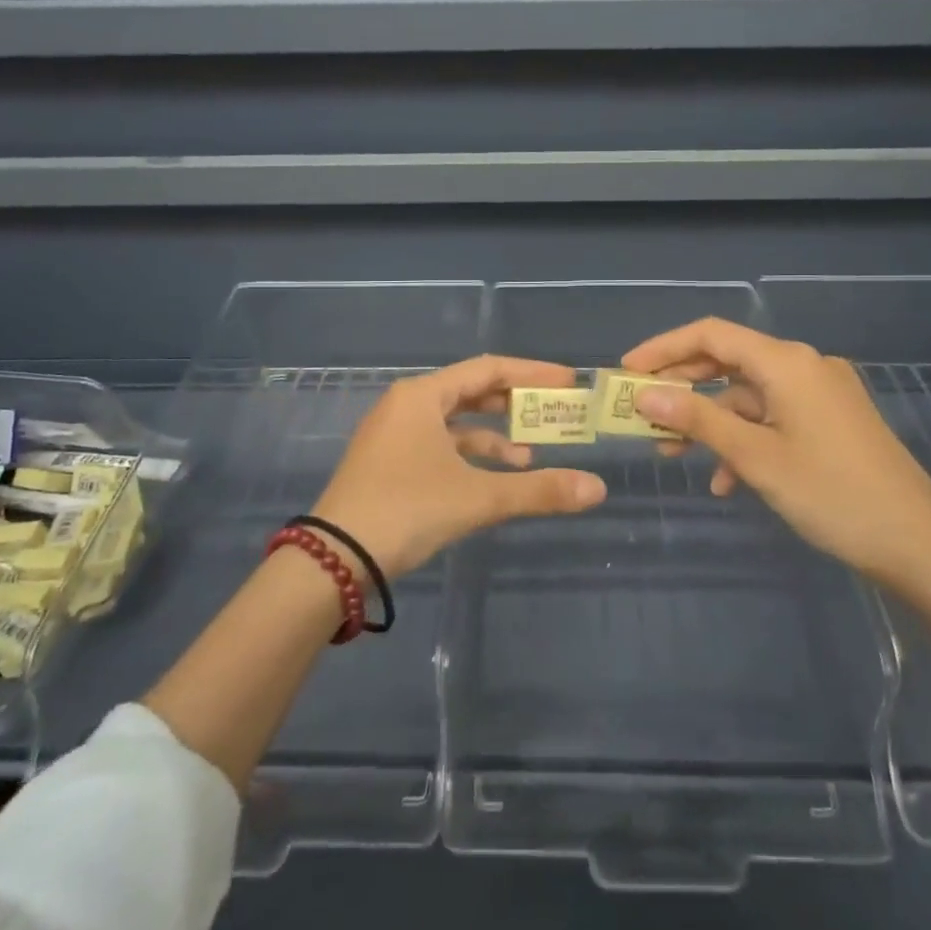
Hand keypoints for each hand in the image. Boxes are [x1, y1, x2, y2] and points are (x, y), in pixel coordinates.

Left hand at [309, 356, 607, 577]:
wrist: (333, 559)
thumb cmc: (406, 509)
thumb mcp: (478, 497)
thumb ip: (539, 491)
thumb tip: (597, 489)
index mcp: (423, 396)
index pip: (488, 369)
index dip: (531, 373)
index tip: (567, 382)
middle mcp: (406, 406)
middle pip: (471, 392)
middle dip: (514, 404)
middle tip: (553, 413)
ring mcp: (393, 436)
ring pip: (454, 423)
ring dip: (493, 437)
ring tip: (529, 457)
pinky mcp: (387, 464)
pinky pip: (438, 446)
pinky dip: (468, 457)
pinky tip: (491, 479)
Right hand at [622, 319, 930, 584]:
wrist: (918, 543)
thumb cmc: (831, 494)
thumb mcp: (755, 456)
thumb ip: (698, 419)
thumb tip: (644, 396)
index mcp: (787, 362)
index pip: (711, 334)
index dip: (663, 348)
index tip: (627, 372)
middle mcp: (805, 365)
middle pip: (728, 361)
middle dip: (683, 388)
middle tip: (644, 414)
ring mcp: (822, 392)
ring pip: (749, 394)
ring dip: (712, 421)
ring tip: (676, 455)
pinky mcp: (832, 419)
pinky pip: (775, 417)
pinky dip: (746, 439)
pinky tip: (728, 481)